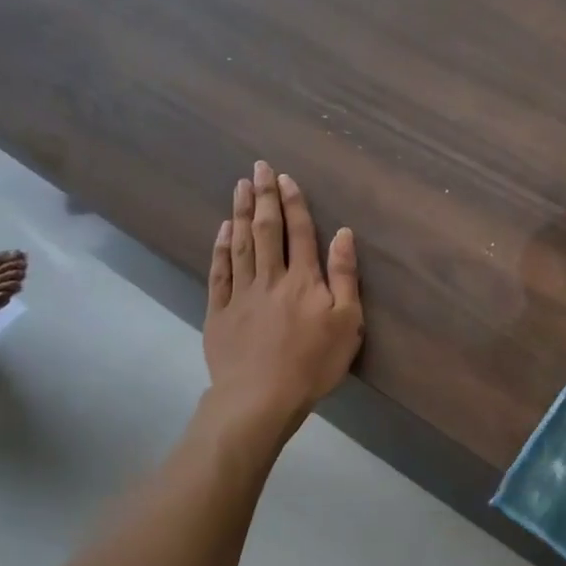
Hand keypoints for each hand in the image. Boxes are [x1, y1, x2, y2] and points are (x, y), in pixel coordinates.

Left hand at [204, 160, 362, 429]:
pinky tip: (223, 230)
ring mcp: (241, 293)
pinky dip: (221, 248)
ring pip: (241, 244)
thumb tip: (342, 233)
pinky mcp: (219, 312)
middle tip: (259, 168)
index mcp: (303, 279)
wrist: (261, 398)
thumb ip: (344, 275)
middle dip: (264, 197)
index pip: (299, 232)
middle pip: (267, 230)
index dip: (293, 203)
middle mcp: (270, 277)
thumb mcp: (347, 322)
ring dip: (241, 213)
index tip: (285, 178)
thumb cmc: (313, 363)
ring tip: (240, 187)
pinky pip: (219, 272)